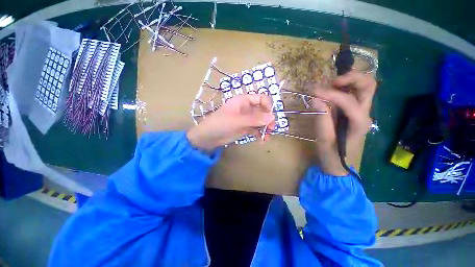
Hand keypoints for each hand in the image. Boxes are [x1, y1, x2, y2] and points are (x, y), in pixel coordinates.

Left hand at [187, 94, 275, 151]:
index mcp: (243, 101)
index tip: (270, 117)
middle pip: (262, 111)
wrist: (208, 137)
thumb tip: (272, 117)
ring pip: (260, 121)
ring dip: (265, 128)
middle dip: (268, 119)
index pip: (261, 98)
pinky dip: (260, 134)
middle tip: (271, 129)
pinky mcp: (245, 128)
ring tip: (266, 137)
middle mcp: (246, 108)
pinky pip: (256, 129)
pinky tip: (262, 140)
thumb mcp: (238, 121)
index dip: (268, 106)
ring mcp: (246, 119)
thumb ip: (255, 119)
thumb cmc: (220, 124)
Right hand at [311, 71, 376, 175]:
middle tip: (332, 83)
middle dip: (351, 78)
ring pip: (364, 86)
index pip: (348, 101)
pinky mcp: (353, 111)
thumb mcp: (324, 138)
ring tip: (329, 86)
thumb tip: (316, 99)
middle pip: (369, 85)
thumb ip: (322, 118)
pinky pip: (353, 92)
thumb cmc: (331, 153)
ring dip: (348, 80)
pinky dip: (344, 86)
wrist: (338, 162)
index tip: (314, 92)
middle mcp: (365, 113)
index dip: (331, 94)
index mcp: (359, 123)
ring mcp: (361, 111)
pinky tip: (331, 91)